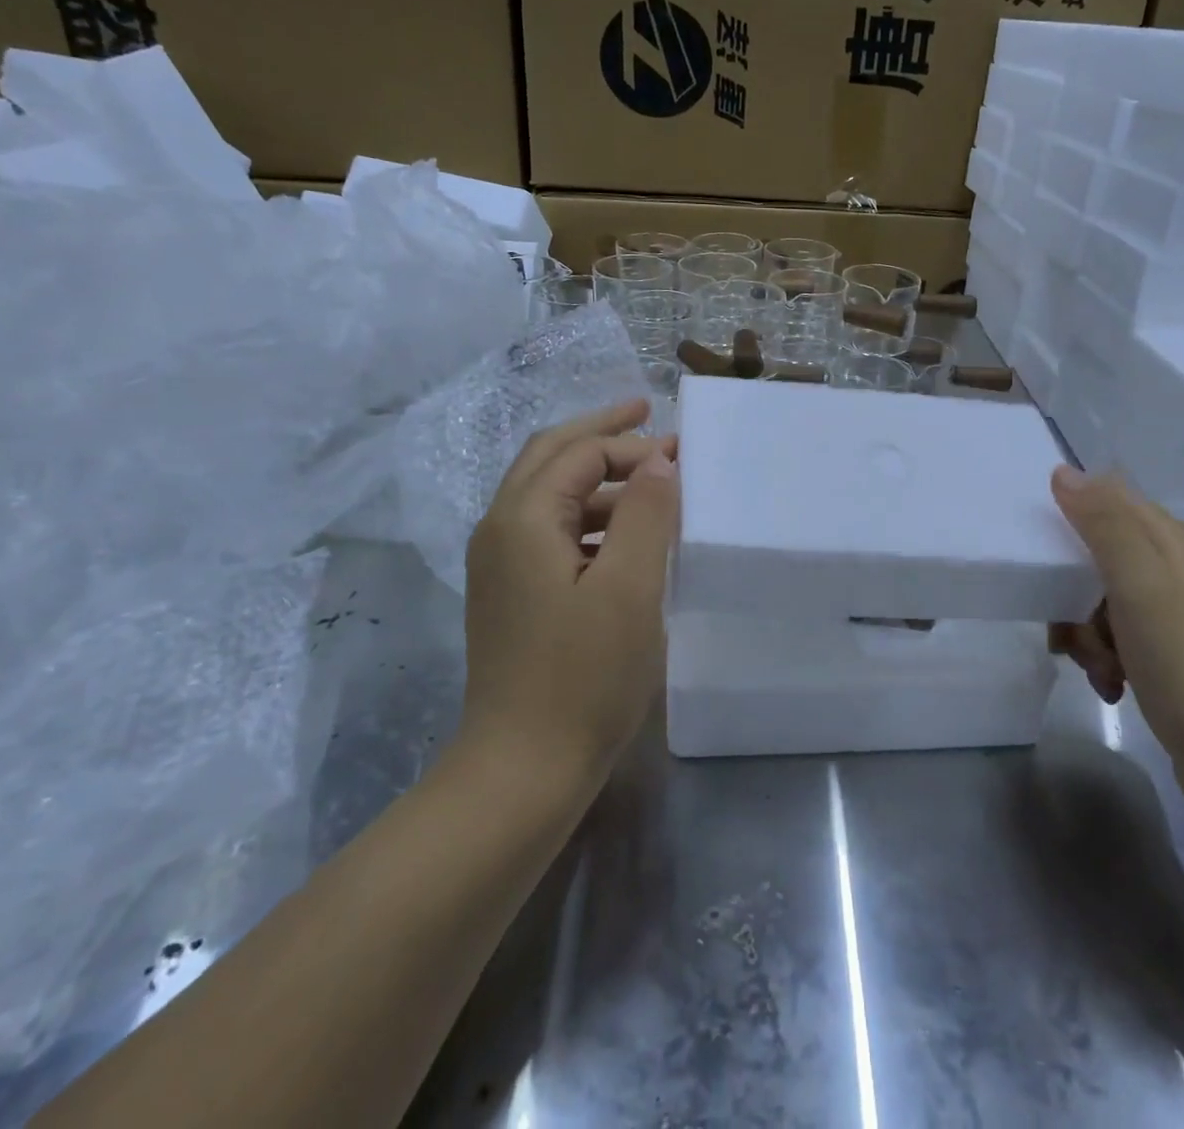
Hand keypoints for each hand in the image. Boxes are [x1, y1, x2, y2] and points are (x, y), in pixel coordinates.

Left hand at [461, 400, 678, 778]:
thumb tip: (659, 460)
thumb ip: (646, 514)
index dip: (631, 445)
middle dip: (601, 433)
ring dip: (600, 478)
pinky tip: (628, 539)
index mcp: (523, 519)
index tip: (682, 453)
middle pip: (551, 458)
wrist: (522, 771)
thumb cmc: (582, 676)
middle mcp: (500, 530)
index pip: (580, 453)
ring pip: (551, 496)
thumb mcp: (629, 588)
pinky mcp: (513, 595)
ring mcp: (501, 565)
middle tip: (648, 413)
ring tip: (652, 483)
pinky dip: (592, 518)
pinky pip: (553, 533)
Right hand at [1049, 466, 1183, 771]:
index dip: (1070, 515)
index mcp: (1169, 542)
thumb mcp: (1139, 582)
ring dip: (1082, 631)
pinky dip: (1100, 659)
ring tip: (1096, 664)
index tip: (1042, 548)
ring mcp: (1166, 614)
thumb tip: (1064, 472)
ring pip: (1093, 600)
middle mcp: (1169, 570)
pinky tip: (1110, 685)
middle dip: (1069, 588)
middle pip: (1093, 554)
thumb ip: (1102, 523)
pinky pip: (1109, 638)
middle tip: (1072, 621)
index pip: (1107, 498)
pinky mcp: (1161, 654)